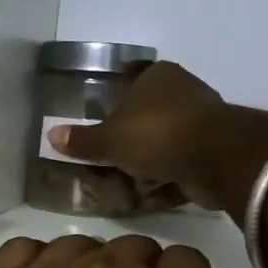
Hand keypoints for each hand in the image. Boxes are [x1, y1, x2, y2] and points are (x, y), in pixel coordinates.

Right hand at [48, 62, 267, 211]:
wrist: (215, 158)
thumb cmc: (156, 135)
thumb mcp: (108, 140)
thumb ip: (81, 140)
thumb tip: (50, 135)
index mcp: (158, 76)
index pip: (130, 86)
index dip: (114, 109)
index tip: (104, 133)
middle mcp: (184, 89)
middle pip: (149, 115)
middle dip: (134, 139)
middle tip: (112, 161)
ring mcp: (204, 119)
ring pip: (167, 140)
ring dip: (153, 160)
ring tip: (131, 181)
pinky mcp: (217, 148)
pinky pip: (184, 162)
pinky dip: (172, 176)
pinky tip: (155, 192)